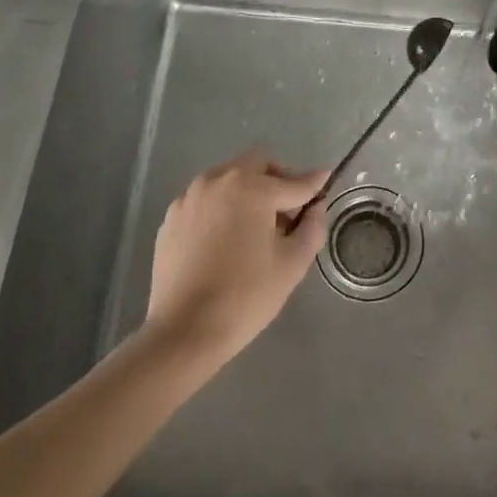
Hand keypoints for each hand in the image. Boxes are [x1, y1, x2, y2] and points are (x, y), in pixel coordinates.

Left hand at [143, 150, 328, 364]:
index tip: (326, 179)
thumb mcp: (293, 263)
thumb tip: (316, 206)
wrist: (184, 331)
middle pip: (256, 164)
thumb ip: (312, 226)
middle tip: (287, 210)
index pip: (293, 182)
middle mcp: (218, 181)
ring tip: (255, 226)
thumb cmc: (246, 296)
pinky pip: (205, 200)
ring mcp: (190, 198)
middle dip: (277, 179)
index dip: (313, 184)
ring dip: (247, 191)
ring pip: (227, 178)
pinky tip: (225, 239)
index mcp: (251, 188)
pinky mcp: (171, 218)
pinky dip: (221, 208)